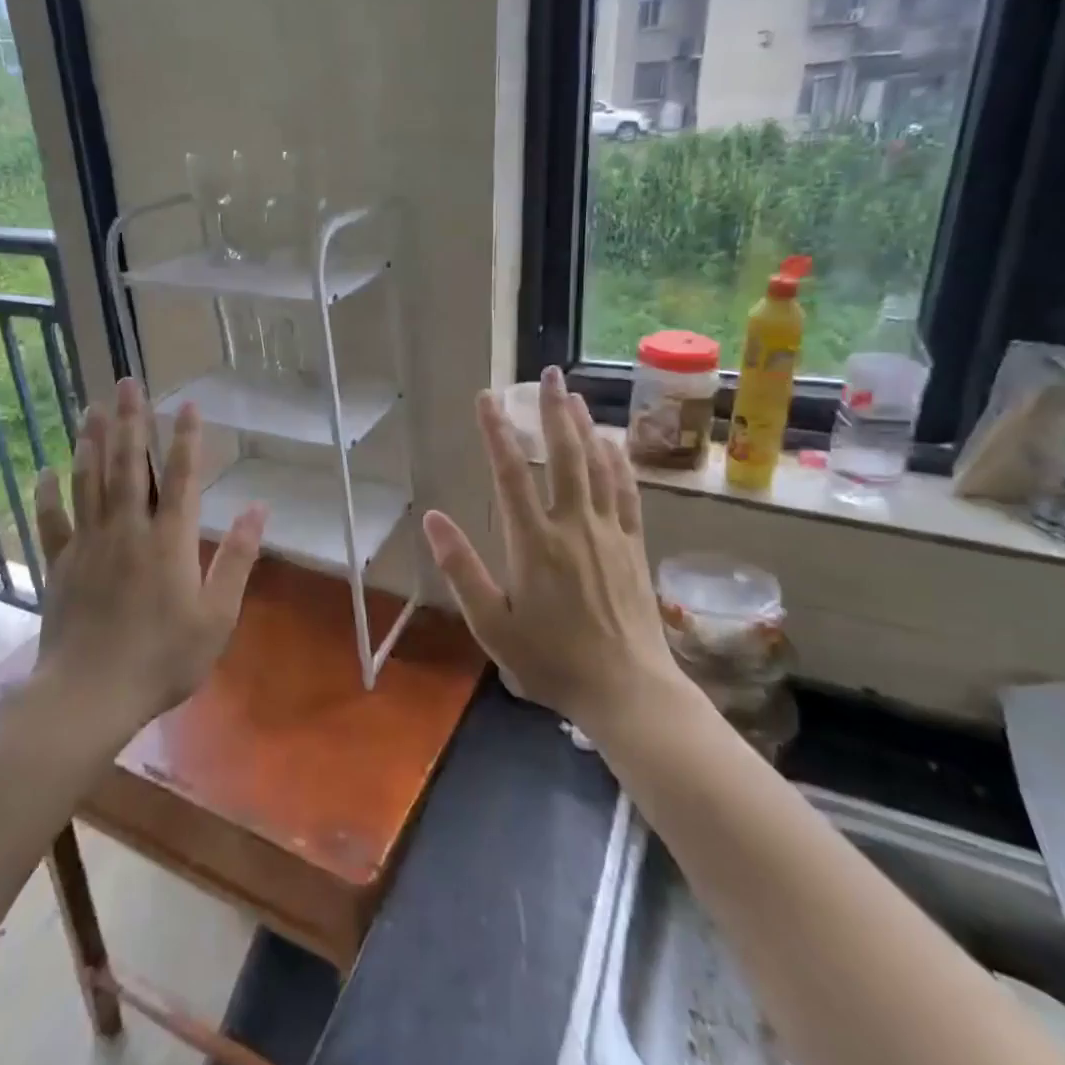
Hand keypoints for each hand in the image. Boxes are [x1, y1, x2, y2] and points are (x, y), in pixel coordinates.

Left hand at [31, 378, 266, 724]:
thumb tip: (259, 508)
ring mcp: (89, 544)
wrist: (90, 695)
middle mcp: (128, 530)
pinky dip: (48, 494)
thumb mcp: (218, 615)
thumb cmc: (164, 658)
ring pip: (89, 481)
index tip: (186, 403)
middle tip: (126, 382)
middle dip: (131, 420)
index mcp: (169, 540)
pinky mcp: (60, 564)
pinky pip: (52, 521)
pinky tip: (45, 470)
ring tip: (94, 407)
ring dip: (92, 441)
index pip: (180, 476)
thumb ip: (238, 558)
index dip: (185, 438)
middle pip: (128, 464)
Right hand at [421, 368, 685, 734]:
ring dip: (585, 425)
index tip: (486, 397)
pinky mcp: (633, 545)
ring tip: (575, 395)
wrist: (627, 690)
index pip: (510, 473)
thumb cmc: (551, 661)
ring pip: (598, 465)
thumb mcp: (492, 625)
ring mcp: (609, 532)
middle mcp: (573, 525)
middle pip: (564, 455)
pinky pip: (627, 491)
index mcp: (534, 543)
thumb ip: (462, 569)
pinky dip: (617, 461)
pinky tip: (612, 443)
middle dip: (554, 410)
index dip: (496, 431)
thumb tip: (431, 518)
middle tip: (549, 374)